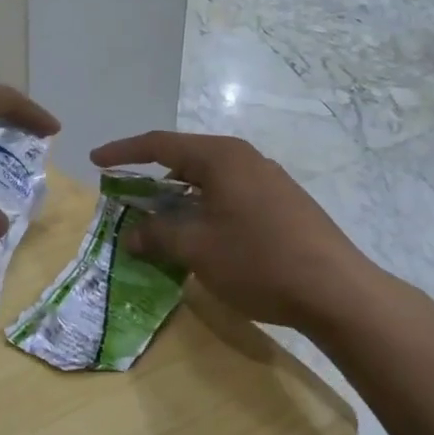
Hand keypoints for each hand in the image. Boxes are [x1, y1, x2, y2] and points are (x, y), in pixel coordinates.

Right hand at [90, 130, 373, 328]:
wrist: (337, 290)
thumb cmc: (259, 261)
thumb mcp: (198, 249)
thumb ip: (159, 235)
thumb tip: (132, 233)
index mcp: (221, 157)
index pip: (160, 144)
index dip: (124, 152)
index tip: (96, 161)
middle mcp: (245, 158)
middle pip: (186, 158)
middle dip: (151, 175)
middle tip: (125, 194)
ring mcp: (269, 179)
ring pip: (210, 178)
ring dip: (179, 195)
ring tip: (159, 217)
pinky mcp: (283, 203)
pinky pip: (230, 193)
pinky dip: (204, 206)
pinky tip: (201, 232)